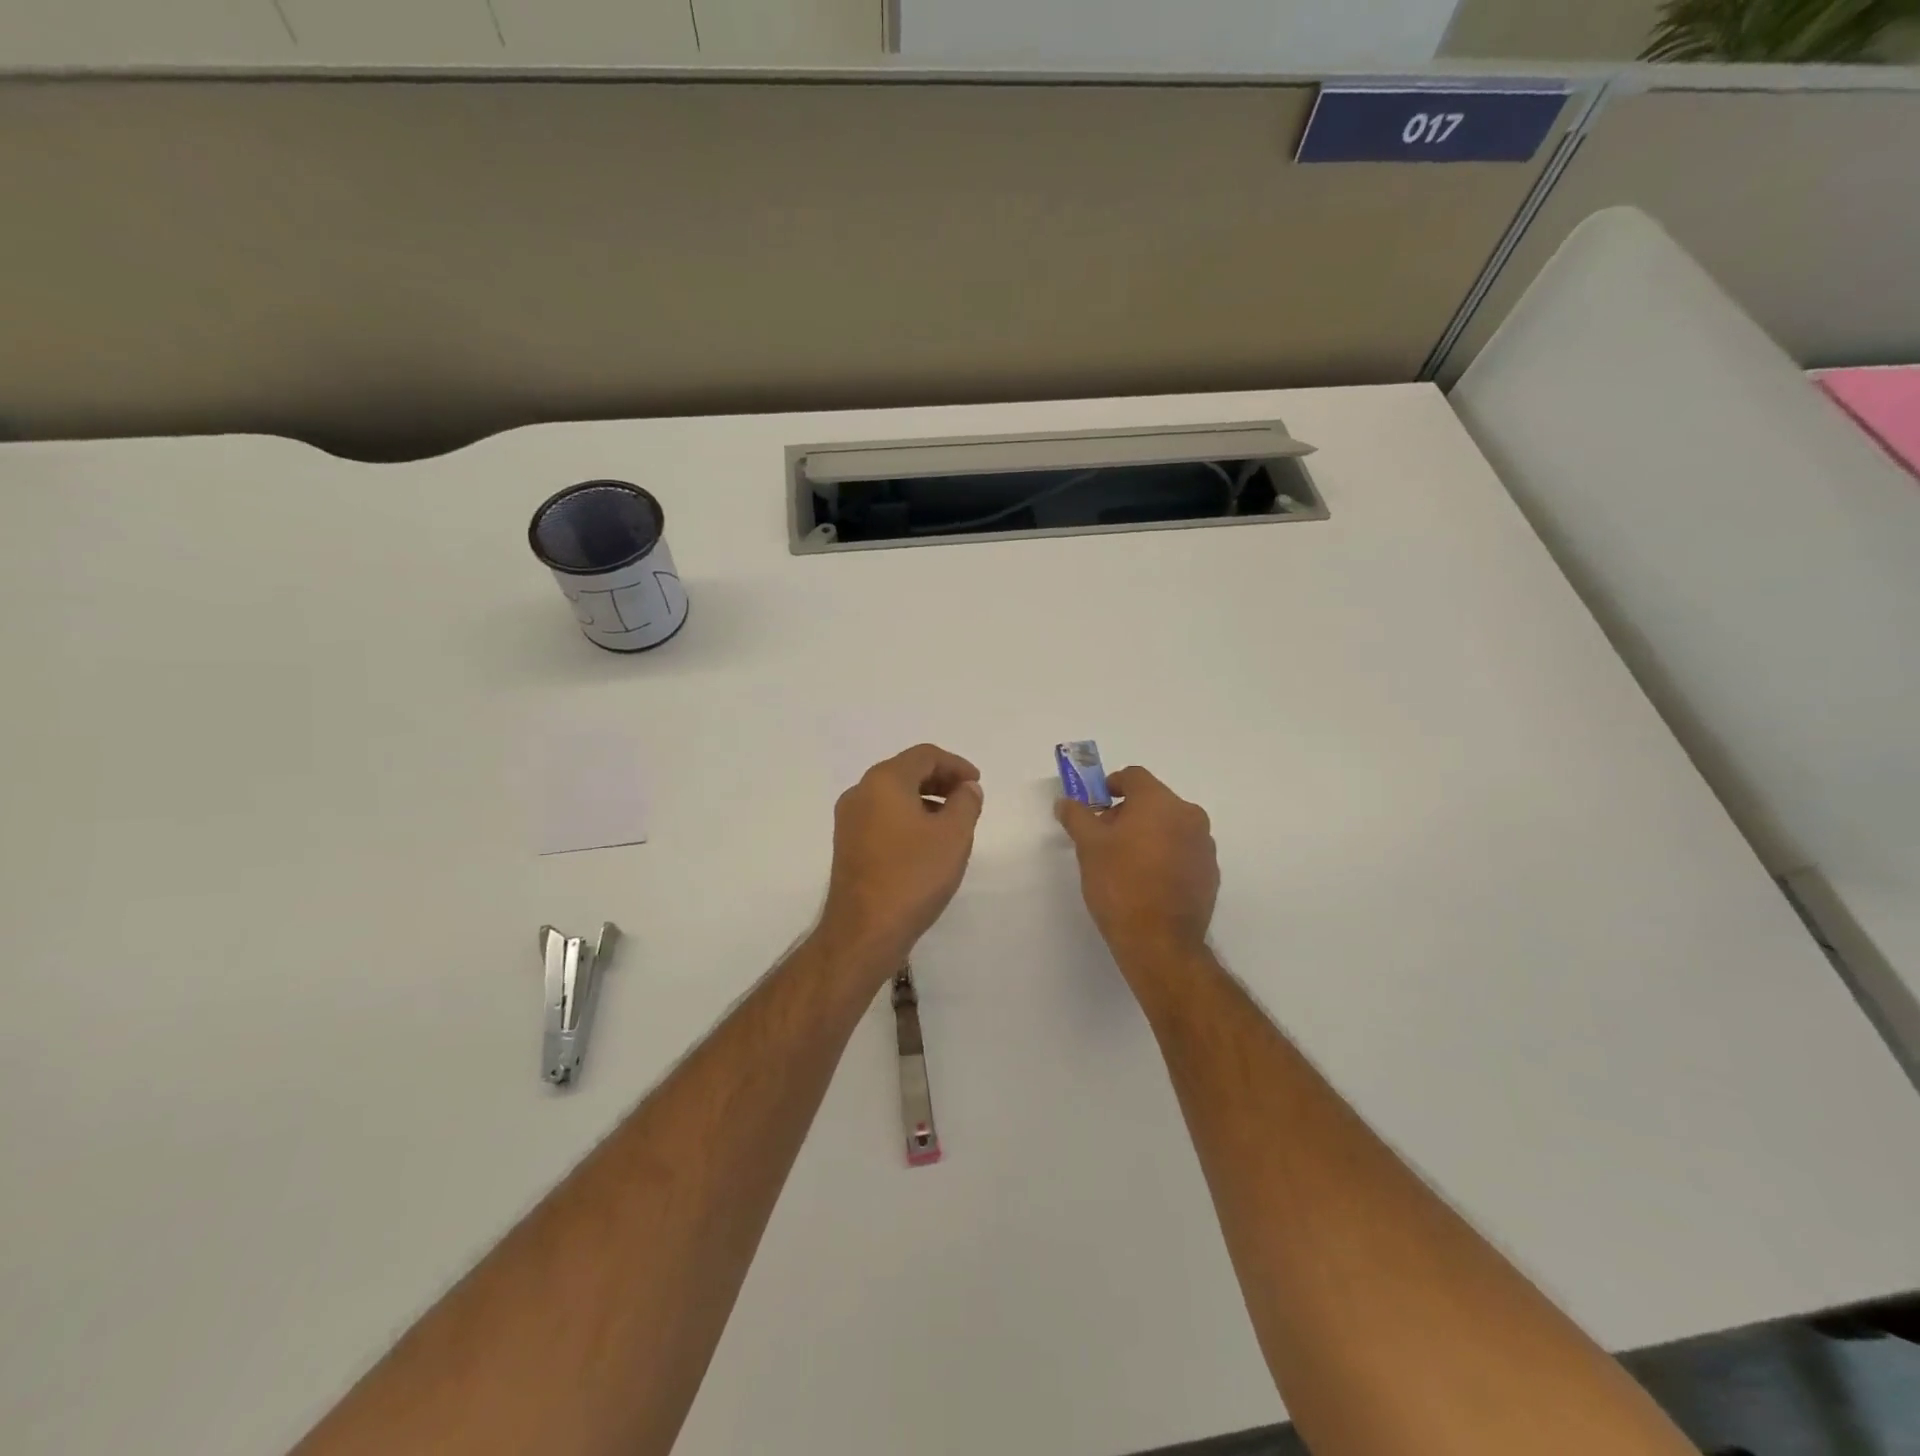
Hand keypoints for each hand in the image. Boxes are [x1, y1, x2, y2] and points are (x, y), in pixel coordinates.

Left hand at [817, 744, 983, 974]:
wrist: (864, 930)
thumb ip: (966, 803)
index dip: (956, 764)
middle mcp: (860, 792)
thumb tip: (967, 788)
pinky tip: (926, 843)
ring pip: (892, 795)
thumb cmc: (913, 876)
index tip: (977, 783)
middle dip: (940, 780)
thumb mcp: (953, 836)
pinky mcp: (847, 845)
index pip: (925, 755)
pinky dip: (907, 818)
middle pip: (906, 771)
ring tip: (951, 823)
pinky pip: (882, 816)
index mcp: (884, 781)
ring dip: (924, 800)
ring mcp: (849, 820)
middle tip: (967, 799)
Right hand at [1056, 766, 1218, 978]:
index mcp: (1160, 802)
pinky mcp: (1210, 873)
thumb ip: (1077, 816)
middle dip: (1127, 813)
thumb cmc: (1120, 884)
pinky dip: (1165, 855)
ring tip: (1124, 862)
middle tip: (1103, 837)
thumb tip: (1066, 801)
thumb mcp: (1088, 847)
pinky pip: (1183, 851)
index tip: (1095, 805)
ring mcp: (1204, 846)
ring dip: (1148, 834)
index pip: (1134, 776)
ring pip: (1170, 826)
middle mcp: (1189, 816)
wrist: (1159, 941)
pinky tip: (1147, 881)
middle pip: (1154, 801)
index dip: (1111, 785)